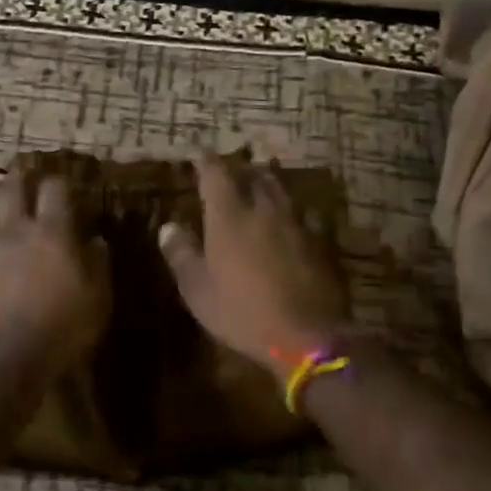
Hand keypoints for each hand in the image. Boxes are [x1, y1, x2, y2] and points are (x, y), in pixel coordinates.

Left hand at [0, 170, 109, 380]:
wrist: (0, 359)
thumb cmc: (59, 330)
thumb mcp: (97, 301)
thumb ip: (98, 265)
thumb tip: (97, 239)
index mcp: (52, 232)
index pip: (55, 190)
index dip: (59, 182)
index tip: (64, 185)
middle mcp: (15, 229)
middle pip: (12, 189)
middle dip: (20, 178)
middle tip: (23, 174)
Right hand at [158, 154, 350, 377]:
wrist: (308, 335)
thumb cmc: (242, 312)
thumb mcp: (198, 289)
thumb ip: (182, 254)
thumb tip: (169, 227)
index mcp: (230, 215)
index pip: (215, 173)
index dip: (206, 161)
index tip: (199, 155)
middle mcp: (265, 208)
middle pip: (254, 175)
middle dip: (240, 170)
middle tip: (231, 172)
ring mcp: (297, 223)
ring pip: (282, 191)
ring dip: (268, 185)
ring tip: (260, 188)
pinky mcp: (321, 241)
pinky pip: (302, 214)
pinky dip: (290, 212)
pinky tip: (290, 222)